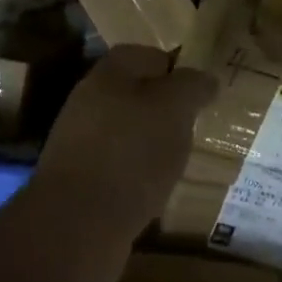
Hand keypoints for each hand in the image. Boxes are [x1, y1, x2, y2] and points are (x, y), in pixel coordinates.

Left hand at [32, 45, 216, 249]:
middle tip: (194, 125)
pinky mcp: (79, 182)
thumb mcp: (174, 108)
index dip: (176, 68)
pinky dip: (137, 173)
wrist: (76, 226)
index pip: (147, 55)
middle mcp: (88, 101)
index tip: (200, 91)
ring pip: (127, 131)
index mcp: (108, 74)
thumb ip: (192, 86)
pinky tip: (154, 189)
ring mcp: (79, 143)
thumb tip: (205, 79)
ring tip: (179, 160)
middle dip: (165, 108)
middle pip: (135, 94)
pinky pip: (117, 166)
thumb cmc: (131, 152)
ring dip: (151, 143)